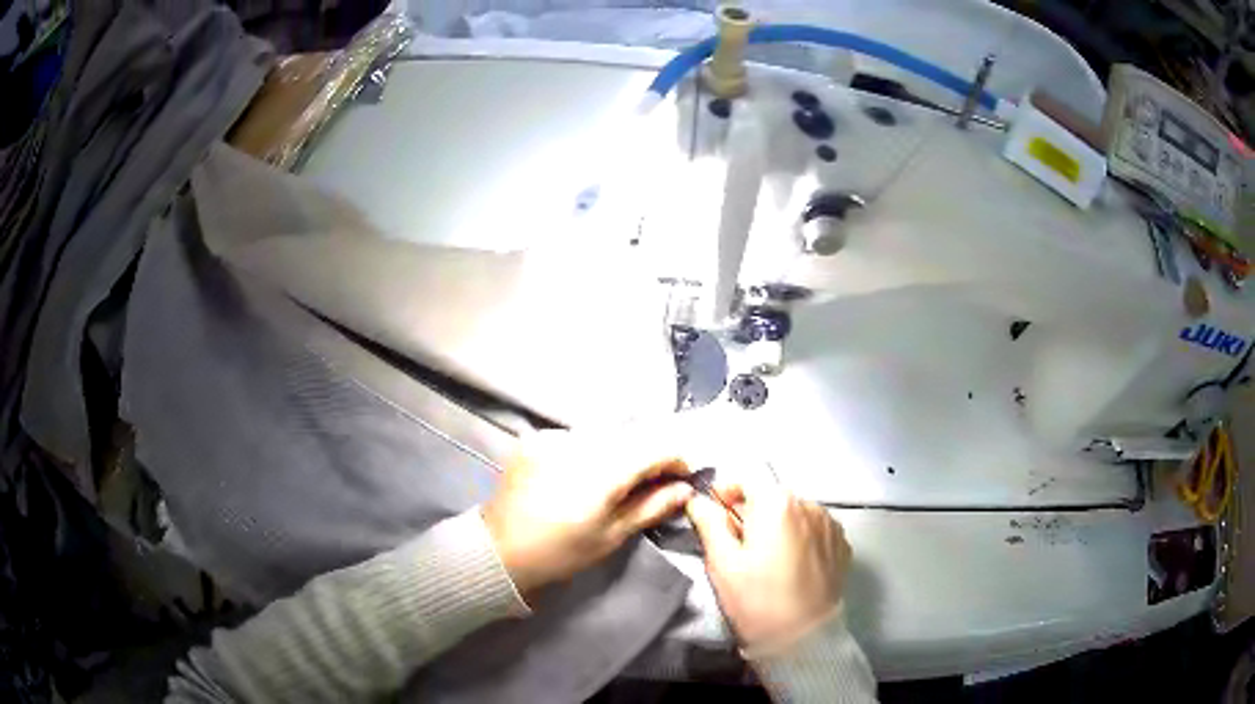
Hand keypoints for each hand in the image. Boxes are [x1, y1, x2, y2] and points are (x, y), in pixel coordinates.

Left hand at [482, 428, 692, 599]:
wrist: (499, 551)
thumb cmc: (561, 552)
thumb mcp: (611, 536)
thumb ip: (651, 506)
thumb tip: (685, 488)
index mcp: (601, 471)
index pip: (655, 447)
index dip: (675, 460)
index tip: (680, 479)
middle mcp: (578, 443)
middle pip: (630, 438)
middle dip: (647, 458)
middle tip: (650, 485)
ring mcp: (552, 437)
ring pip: (604, 436)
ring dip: (618, 453)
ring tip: (614, 482)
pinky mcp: (535, 439)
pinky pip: (576, 437)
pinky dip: (588, 452)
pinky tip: (581, 476)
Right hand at [686, 482, 850, 648]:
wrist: (802, 639)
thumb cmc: (756, 600)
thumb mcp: (722, 563)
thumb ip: (709, 523)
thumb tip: (697, 499)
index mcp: (777, 503)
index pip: (748, 476)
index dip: (728, 491)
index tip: (717, 516)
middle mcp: (809, 504)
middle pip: (773, 495)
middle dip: (754, 512)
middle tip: (740, 546)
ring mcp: (830, 524)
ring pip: (796, 512)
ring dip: (780, 525)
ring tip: (770, 559)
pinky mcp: (842, 544)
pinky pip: (815, 529)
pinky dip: (801, 538)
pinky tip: (793, 566)